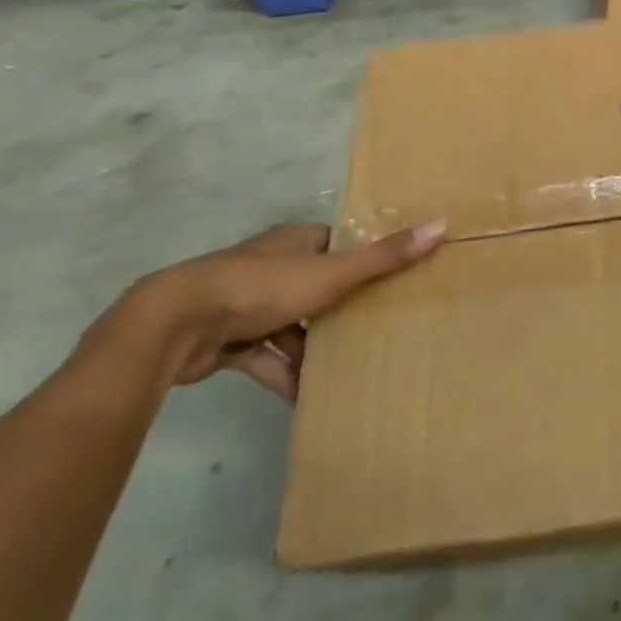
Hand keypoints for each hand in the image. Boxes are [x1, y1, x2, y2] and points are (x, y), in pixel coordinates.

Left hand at [107, 221, 445, 400]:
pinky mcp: (225, 337)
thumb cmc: (262, 287)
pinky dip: (283, 372)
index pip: (337, 243)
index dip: (363, 258)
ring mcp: (246, 302)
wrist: (177, 324)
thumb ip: (384, 257)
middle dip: (341, 306)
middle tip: (376, 326)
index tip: (391, 279)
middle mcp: (272, 264)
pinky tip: (304, 396)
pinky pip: (264, 354)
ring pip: (291, 322)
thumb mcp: (332, 273)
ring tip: (345, 368)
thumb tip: (442, 224)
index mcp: (296, 241)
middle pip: (317, 283)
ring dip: (311, 346)